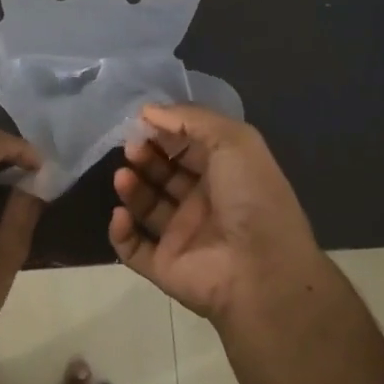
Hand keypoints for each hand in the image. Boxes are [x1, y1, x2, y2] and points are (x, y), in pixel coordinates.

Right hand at [110, 103, 325, 324]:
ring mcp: (182, 236)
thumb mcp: (233, 140)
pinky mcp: (164, 265)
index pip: (187, 146)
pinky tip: (121, 214)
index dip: (165, 132)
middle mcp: (203, 202)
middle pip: (163, 173)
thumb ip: (191, 119)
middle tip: (131, 148)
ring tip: (123, 176)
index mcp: (225, 173)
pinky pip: (132, 247)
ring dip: (130, 188)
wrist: (263, 272)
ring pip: (146, 206)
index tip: (141, 122)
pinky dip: (120, 231)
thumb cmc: (252, 197)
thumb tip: (147, 111)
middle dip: (144, 156)